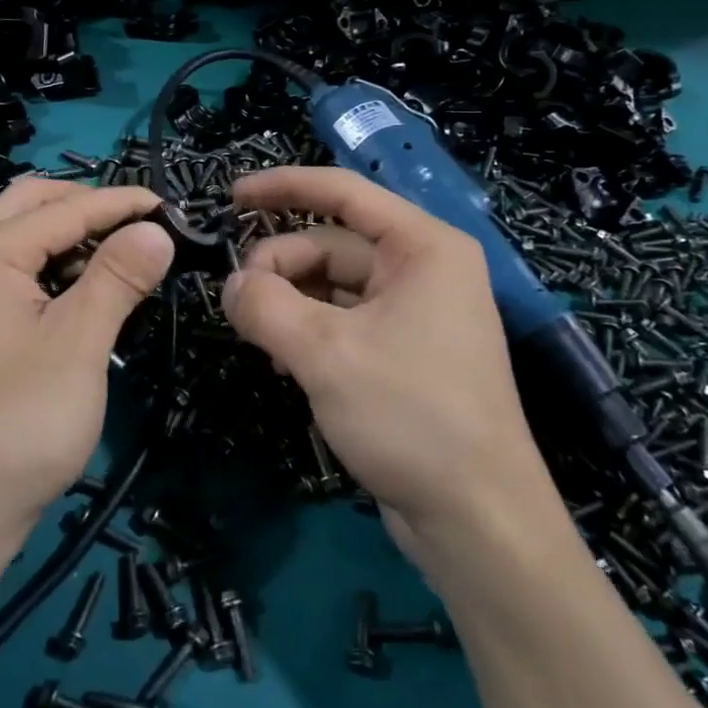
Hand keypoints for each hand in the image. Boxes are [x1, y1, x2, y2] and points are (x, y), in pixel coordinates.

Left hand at [0, 180, 173, 541]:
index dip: (121, 203)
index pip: (62, 210)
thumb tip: (156, 229)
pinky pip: (5, 279)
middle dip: (86, 208)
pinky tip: (79, 297)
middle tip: (140, 226)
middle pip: (28, 209)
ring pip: (15, 244)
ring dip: (66, 240)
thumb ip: (118, 276)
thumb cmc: (17, 426)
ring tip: (118, 259)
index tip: (171, 206)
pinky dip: (46, 273)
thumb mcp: (78, 345)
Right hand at [222, 167, 565, 544]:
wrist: (477, 519)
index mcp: (423, 248)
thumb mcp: (325, 353)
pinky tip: (284, 363)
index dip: (283, 187)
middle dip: (280, 267)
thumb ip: (265, 306)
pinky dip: (309, 332)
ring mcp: (416, 315)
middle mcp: (424, 271)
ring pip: (334, 287)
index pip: (344, 193)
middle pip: (332, 245)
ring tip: (259, 339)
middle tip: (239, 305)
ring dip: (290, 304)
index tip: (231, 197)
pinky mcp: (405, 355)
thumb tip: (230, 285)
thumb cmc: (411, 415)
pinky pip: (344, 323)